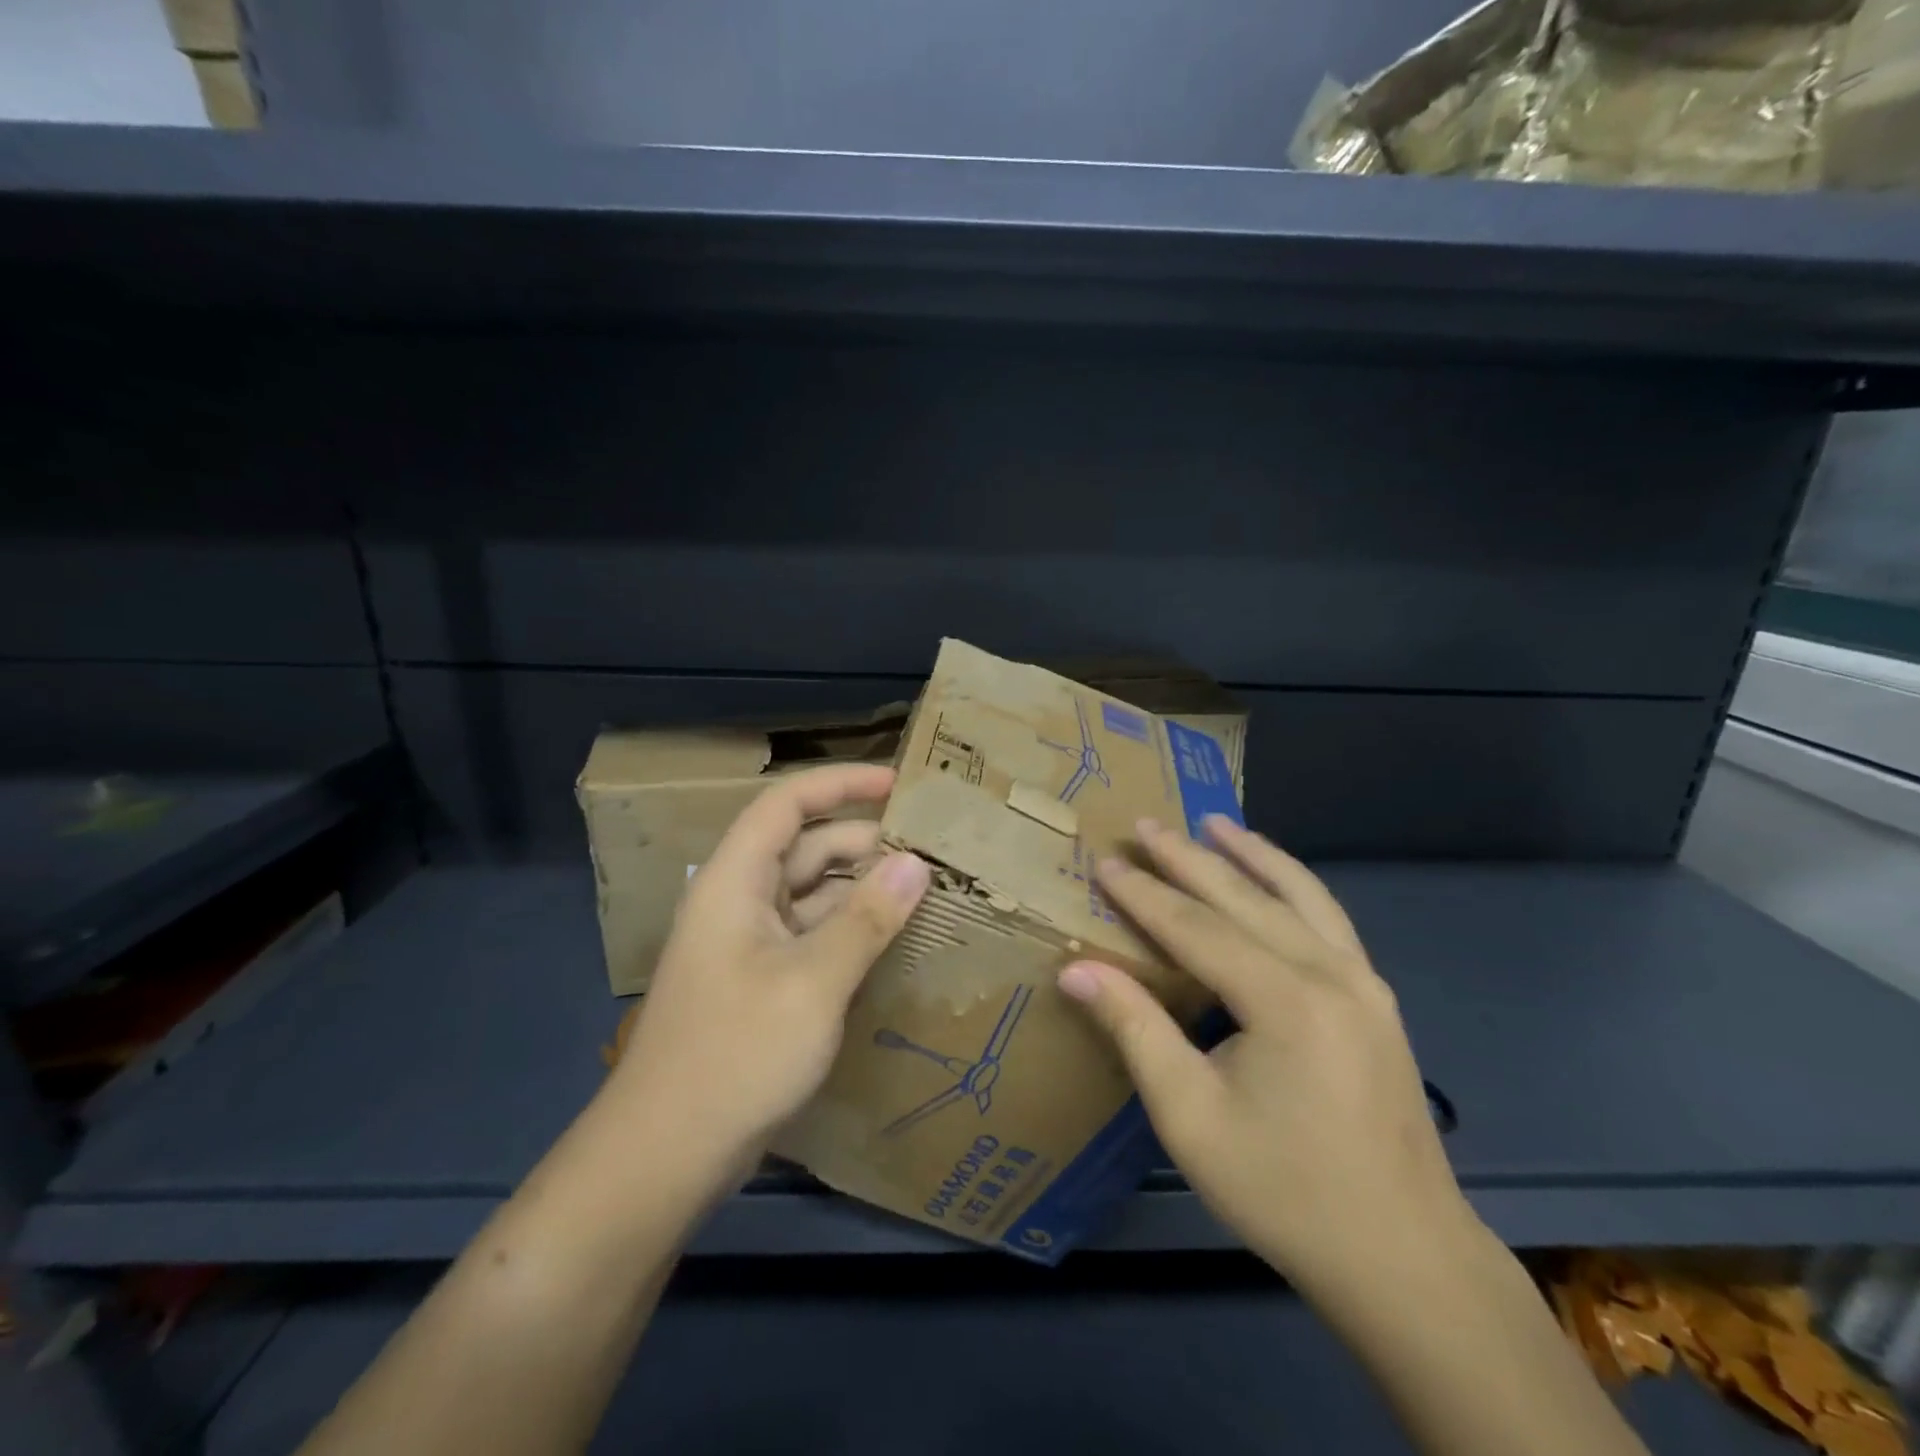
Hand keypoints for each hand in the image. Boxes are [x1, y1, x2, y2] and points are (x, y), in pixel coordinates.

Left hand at [607, 764, 929, 1178]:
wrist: (666, 1154)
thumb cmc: (736, 1053)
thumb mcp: (813, 983)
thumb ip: (867, 920)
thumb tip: (916, 865)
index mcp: (737, 881)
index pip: (788, 804)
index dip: (841, 784)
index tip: (899, 784)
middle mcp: (741, 901)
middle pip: (807, 848)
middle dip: (866, 842)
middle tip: (931, 850)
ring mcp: (750, 944)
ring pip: (814, 894)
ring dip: (863, 889)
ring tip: (925, 891)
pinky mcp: (762, 982)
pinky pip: (813, 935)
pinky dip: (851, 929)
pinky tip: (893, 940)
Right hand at [1057, 816, 1475, 1300]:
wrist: (1405, 1258)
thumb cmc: (1284, 1190)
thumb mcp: (1190, 1116)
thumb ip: (1135, 1029)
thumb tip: (1075, 969)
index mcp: (1284, 1000)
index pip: (1195, 926)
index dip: (1143, 894)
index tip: (1104, 862)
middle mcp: (1330, 973)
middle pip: (1245, 898)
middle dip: (1189, 858)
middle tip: (1146, 824)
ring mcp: (1363, 983)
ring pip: (1300, 895)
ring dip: (1252, 854)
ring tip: (1216, 822)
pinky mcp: (1376, 1000)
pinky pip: (1328, 919)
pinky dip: (1294, 884)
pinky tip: (1275, 878)